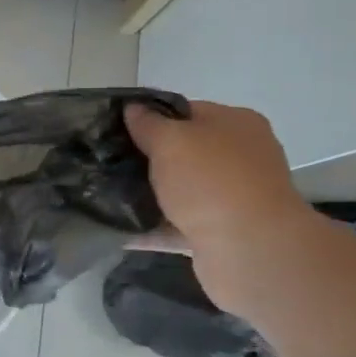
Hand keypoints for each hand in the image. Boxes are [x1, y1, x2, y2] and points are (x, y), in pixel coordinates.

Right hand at [124, 101, 317, 312]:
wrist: (250, 249)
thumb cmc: (211, 181)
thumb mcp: (171, 141)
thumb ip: (148, 124)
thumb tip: (133, 108)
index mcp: (236, 124)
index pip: (187, 112)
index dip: (151, 118)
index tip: (117, 129)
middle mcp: (240, 158)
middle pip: (185, 153)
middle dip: (148, 160)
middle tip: (108, 163)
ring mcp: (233, 198)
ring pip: (181, 192)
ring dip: (149, 196)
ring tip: (105, 196)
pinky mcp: (221, 234)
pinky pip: (178, 227)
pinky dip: (153, 229)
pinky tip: (119, 230)